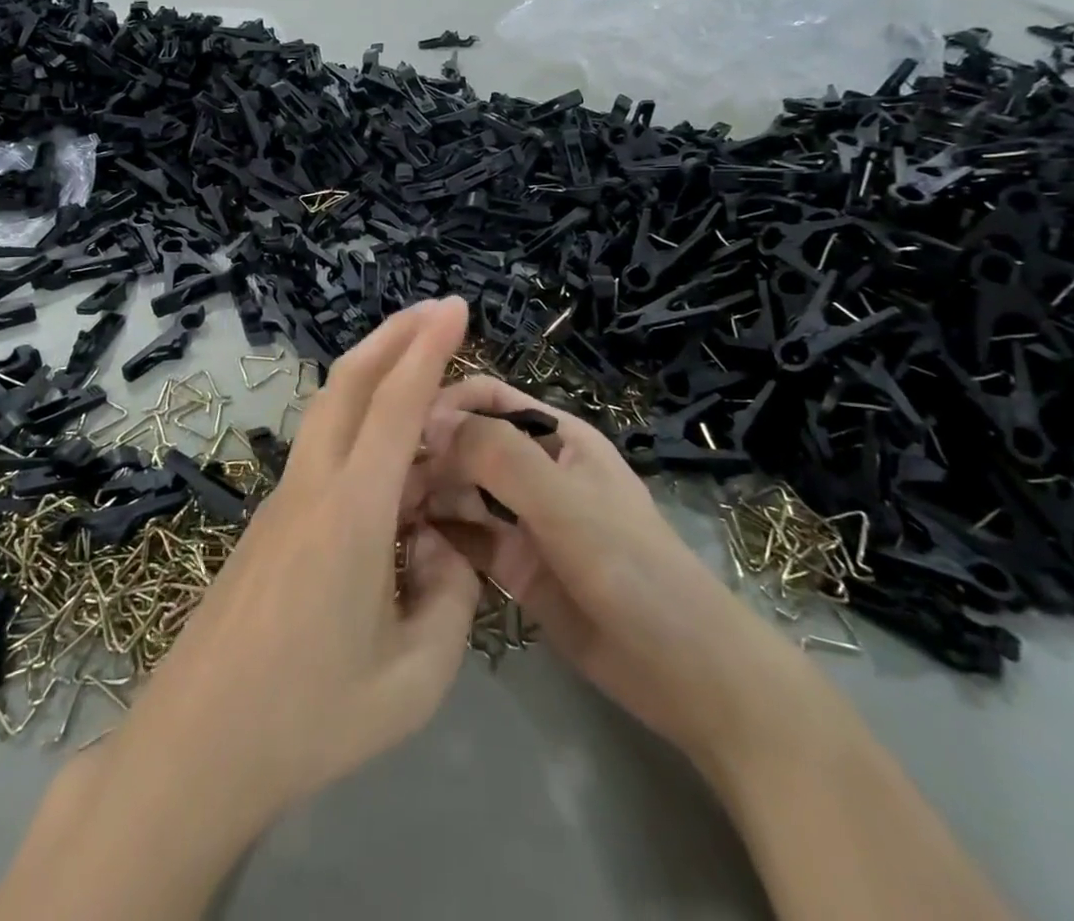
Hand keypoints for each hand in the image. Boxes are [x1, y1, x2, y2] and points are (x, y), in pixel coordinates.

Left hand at [107, 297, 483, 833]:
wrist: (196, 747)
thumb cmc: (310, 718)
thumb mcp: (414, 678)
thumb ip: (451, 599)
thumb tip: (442, 546)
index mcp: (352, 513)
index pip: (395, 405)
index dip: (428, 348)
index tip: (455, 307)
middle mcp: (312, 487)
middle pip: (347, 383)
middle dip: (392, 336)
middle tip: (435, 311)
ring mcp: (282, 501)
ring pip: (328, 410)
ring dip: (370, 373)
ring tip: (414, 366)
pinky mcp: (269, 523)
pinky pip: (321, 450)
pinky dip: (358, 422)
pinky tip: (388, 458)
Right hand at [416, 375, 795, 765]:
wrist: (688, 676)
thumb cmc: (634, 570)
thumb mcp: (567, 505)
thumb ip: (501, 458)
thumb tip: (429, 420)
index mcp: (554, 435)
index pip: (485, 398)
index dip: (444, 405)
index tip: (402, 432)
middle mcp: (533, 469)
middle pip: (465, 444)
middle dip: (427, 455)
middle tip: (385, 485)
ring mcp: (522, 520)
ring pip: (459, 491)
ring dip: (426, 495)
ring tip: (386, 514)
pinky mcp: (513, 566)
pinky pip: (465, 538)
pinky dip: (438, 536)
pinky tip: (406, 545)